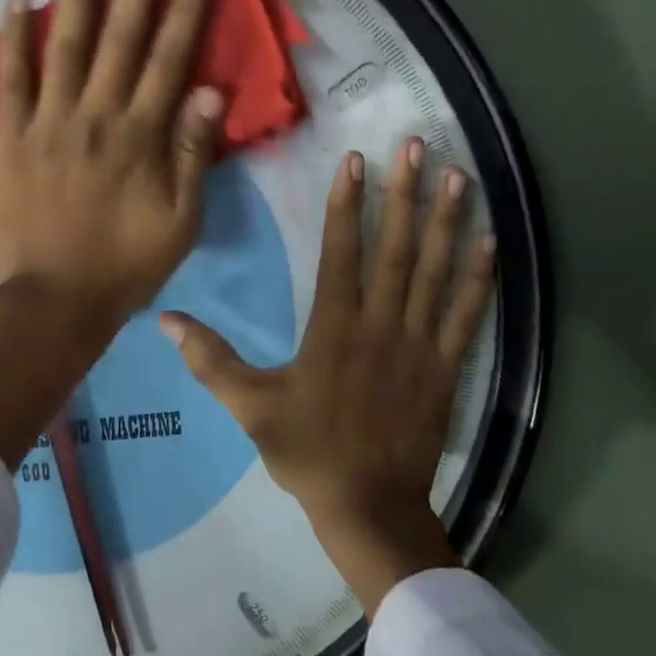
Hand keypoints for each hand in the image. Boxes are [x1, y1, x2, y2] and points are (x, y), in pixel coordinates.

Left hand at [0, 0, 222, 335]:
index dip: (185, 8)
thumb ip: (194, 154)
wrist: (51, 302)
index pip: (169, 59)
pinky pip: (10, 79)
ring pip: (67, 44)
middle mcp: (96, 116)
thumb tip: (210, 90)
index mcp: (141, 137)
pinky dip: (12, 38)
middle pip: (121, 37)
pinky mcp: (10, 136)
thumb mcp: (180, 222)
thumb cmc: (124, 266)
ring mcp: (48, 122)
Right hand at [160, 137, 496, 613]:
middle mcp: (381, 325)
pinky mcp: (447, 367)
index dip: (348, 203)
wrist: (370, 509)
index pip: (342, 252)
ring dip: (446, 221)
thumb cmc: (307, 452)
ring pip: (436, 272)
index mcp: (334, 329)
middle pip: (396, 248)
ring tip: (457, 175)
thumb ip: (210, 360)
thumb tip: (166, 319)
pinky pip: (467, 314)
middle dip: (405, 193)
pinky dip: (479, 276)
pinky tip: (490, 240)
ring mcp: (420, 345)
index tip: (356, 160)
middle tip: (417, 146)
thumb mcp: (249, 407)